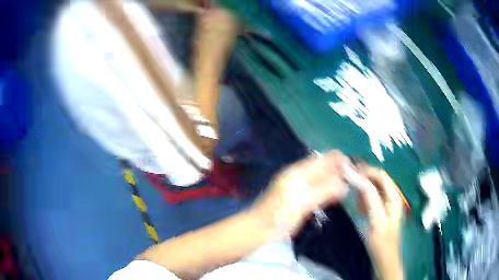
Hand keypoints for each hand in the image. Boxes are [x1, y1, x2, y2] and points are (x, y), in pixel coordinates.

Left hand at [251, 151, 349, 237]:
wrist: (262, 229)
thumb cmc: (280, 213)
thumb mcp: (303, 200)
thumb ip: (324, 190)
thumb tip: (344, 183)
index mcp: (297, 172)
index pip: (320, 160)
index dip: (335, 159)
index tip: (350, 163)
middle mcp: (299, 178)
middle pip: (321, 169)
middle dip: (336, 169)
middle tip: (354, 173)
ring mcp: (299, 190)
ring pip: (320, 180)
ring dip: (333, 179)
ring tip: (349, 181)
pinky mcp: (301, 201)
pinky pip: (318, 192)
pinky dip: (328, 191)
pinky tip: (336, 193)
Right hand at [356, 165, 403, 279]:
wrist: (384, 260)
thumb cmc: (381, 241)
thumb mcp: (376, 219)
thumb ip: (370, 197)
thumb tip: (358, 177)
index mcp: (394, 196)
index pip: (380, 174)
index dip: (365, 171)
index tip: (348, 173)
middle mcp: (392, 197)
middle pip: (377, 180)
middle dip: (363, 180)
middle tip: (348, 184)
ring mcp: (386, 205)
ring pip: (373, 189)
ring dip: (363, 190)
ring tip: (355, 202)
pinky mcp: (381, 212)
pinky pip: (371, 199)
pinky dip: (363, 200)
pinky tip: (359, 209)